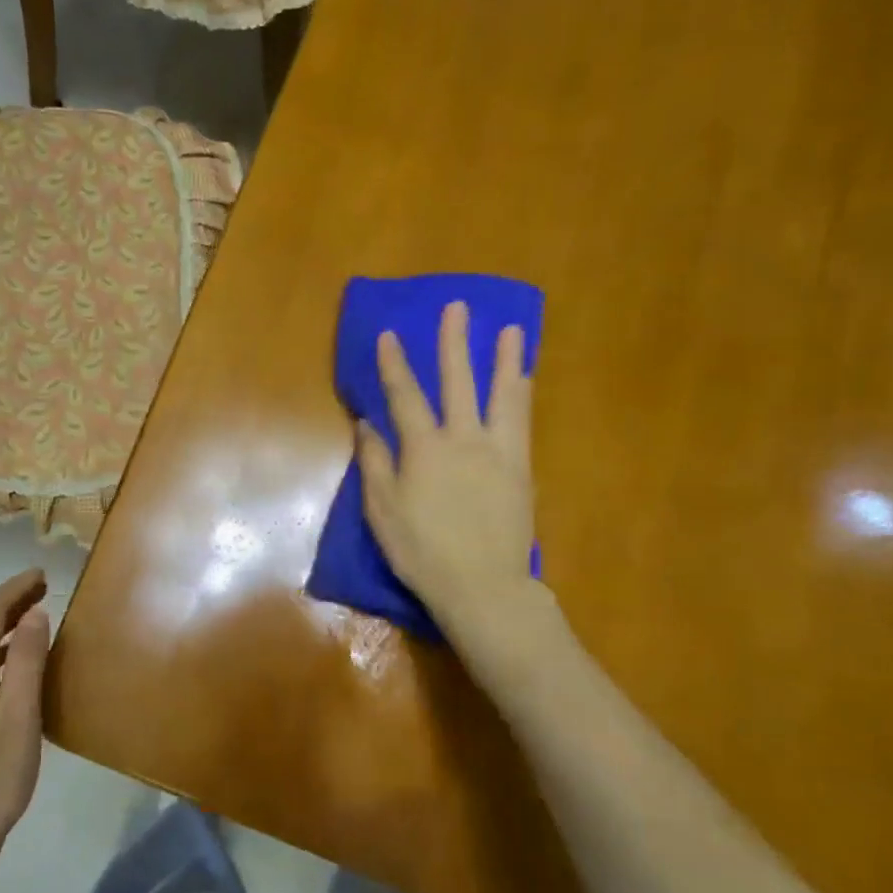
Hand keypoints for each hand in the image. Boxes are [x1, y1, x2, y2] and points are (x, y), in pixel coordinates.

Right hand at [356, 301, 550, 646]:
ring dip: (505, 360)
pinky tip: (524, 382)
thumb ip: (375, 464)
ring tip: (511, 331)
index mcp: (425, 449)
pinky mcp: (520, 470)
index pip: (405, 397)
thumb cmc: (422, 551)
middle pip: (459, 382)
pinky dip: (521, 396)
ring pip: (502, 396)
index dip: (394, 365)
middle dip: (455, 343)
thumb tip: (368, 424)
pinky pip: (522, 423)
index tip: (389, 334)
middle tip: (458, 307)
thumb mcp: (382, 511)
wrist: (482, 585)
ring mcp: (498, 453)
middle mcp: (464, 440)